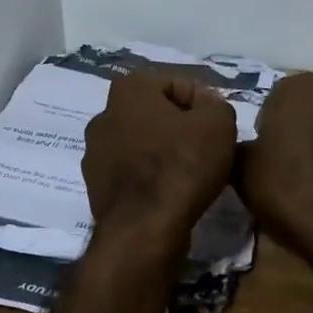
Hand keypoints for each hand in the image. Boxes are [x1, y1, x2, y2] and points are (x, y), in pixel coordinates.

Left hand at [82, 73, 236, 257]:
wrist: (145, 228)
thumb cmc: (181, 164)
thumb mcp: (218, 124)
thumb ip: (217, 105)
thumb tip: (206, 107)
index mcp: (128, 89)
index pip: (177, 84)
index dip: (204, 105)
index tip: (218, 130)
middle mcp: (103, 114)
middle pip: (156, 114)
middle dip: (181, 128)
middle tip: (207, 150)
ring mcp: (94, 151)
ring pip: (142, 143)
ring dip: (164, 152)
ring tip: (191, 174)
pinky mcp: (95, 184)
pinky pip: (132, 171)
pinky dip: (150, 177)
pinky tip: (170, 192)